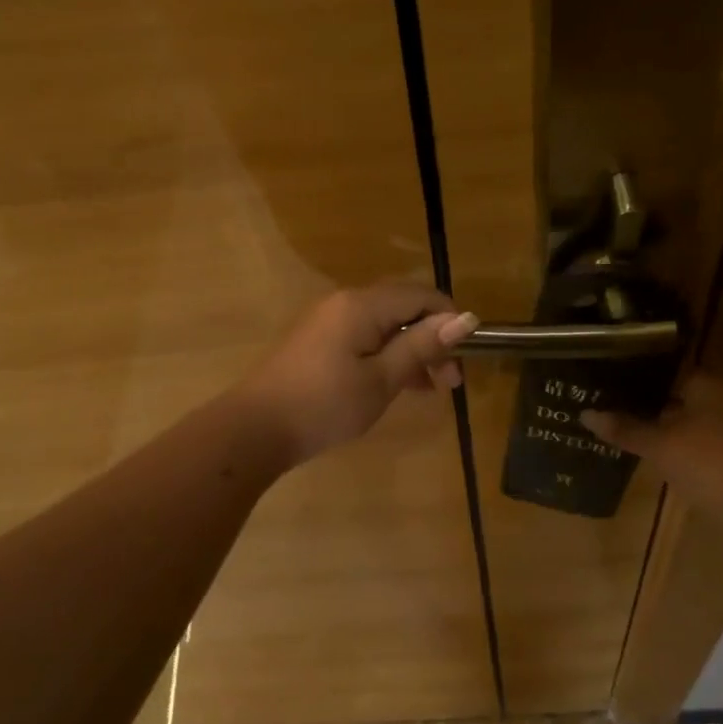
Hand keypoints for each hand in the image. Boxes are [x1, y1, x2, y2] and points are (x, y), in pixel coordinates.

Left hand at [239, 283, 479, 465]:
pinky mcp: (318, 342)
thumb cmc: (325, 405)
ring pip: (385, 325)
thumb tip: (465, 318)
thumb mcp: (381, 379)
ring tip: (430, 389)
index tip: (464, 359)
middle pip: (403, 308)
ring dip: (412, 351)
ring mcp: (328, 321)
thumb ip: (422, 347)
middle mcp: (345, 302)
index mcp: (363, 305)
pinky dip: (387, 356)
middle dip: (433, 338)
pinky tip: (400, 386)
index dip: (449, 320)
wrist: (256, 428)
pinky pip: (364, 338)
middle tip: (449, 382)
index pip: (421, 295)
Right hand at [582, 373, 722, 522]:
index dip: (640, 383)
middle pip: (686, 397)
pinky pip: (715, 443)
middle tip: (623, 418)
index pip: (670, 373)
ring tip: (642, 441)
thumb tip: (585, 415)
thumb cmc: (709, 462)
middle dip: (657, 409)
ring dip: (676, 431)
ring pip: (701, 422)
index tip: (614, 393)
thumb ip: (624, 428)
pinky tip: (673, 463)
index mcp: (712, 382)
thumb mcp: (659, 445)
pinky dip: (694, 450)